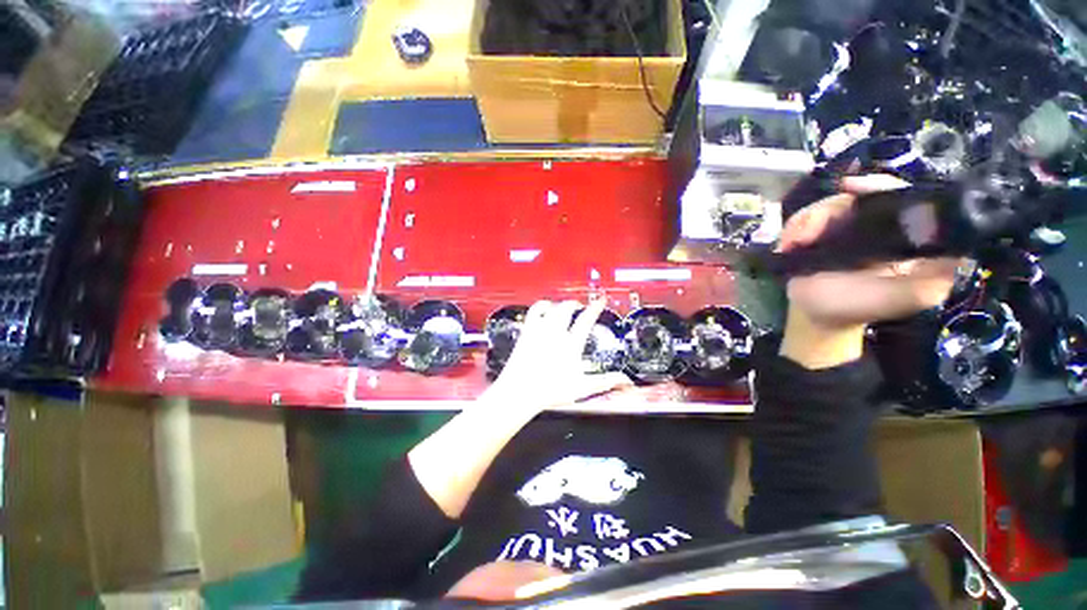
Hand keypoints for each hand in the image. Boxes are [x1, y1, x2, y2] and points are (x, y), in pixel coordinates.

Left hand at [482, 299, 631, 411]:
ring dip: (560, 304)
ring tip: (564, 306)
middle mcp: (556, 332)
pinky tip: (545, 307)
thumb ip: (604, 382)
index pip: (586, 320)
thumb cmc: (550, 391)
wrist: (520, 391)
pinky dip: (541, 305)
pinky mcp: (527, 331)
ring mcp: (540, 330)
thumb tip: (625, 379)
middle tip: (580, 306)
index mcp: (571, 344)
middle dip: (575, 304)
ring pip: (552, 307)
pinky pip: (534, 310)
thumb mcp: (581, 388)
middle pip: (567, 309)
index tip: (600, 299)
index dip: (595, 308)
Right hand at [778, 175, 961, 367]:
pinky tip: (788, 244)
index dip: (882, 187)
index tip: (853, 190)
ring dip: (807, 222)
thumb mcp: (909, 297)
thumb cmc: (860, 308)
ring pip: (828, 204)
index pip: (905, 196)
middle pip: (860, 195)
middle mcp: (880, 223)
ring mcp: (846, 225)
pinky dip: (794, 227)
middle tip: (810, 230)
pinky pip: (806, 217)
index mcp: (910, 234)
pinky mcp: (820, 231)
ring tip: (794, 243)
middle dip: (831, 209)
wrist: (816, 316)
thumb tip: (950, 243)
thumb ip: (933, 275)